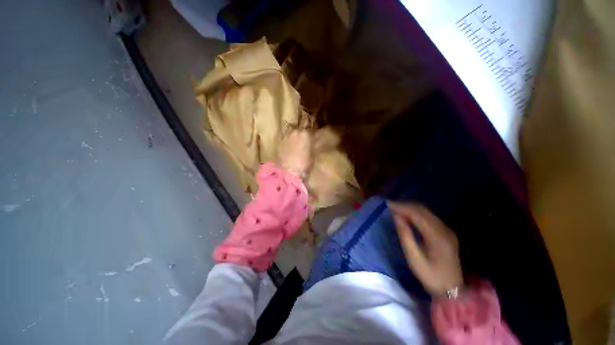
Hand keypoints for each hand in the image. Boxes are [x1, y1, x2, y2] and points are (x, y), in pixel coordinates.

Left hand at [278, 130, 312, 178]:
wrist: (290, 172)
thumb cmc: (305, 164)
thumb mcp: (313, 154)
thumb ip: (313, 146)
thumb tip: (314, 142)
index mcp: (305, 134)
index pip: (311, 131)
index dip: (312, 135)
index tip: (314, 139)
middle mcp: (294, 132)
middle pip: (299, 131)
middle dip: (302, 136)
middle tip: (304, 143)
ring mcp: (285, 137)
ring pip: (291, 135)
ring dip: (294, 139)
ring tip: (296, 146)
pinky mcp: (278, 144)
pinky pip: (285, 141)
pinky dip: (287, 144)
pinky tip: (289, 150)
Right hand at [389, 202, 462, 295]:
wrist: (452, 290)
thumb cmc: (430, 276)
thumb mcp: (413, 258)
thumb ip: (405, 235)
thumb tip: (396, 217)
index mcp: (437, 236)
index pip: (417, 214)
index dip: (402, 207)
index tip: (388, 205)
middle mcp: (444, 229)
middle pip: (423, 210)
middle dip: (405, 205)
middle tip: (390, 205)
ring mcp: (447, 230)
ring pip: (427, 212)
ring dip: (411, 208)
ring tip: (397, 209)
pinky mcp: (446, 232)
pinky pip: (430, 216)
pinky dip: (417, 213)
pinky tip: (408, 215)